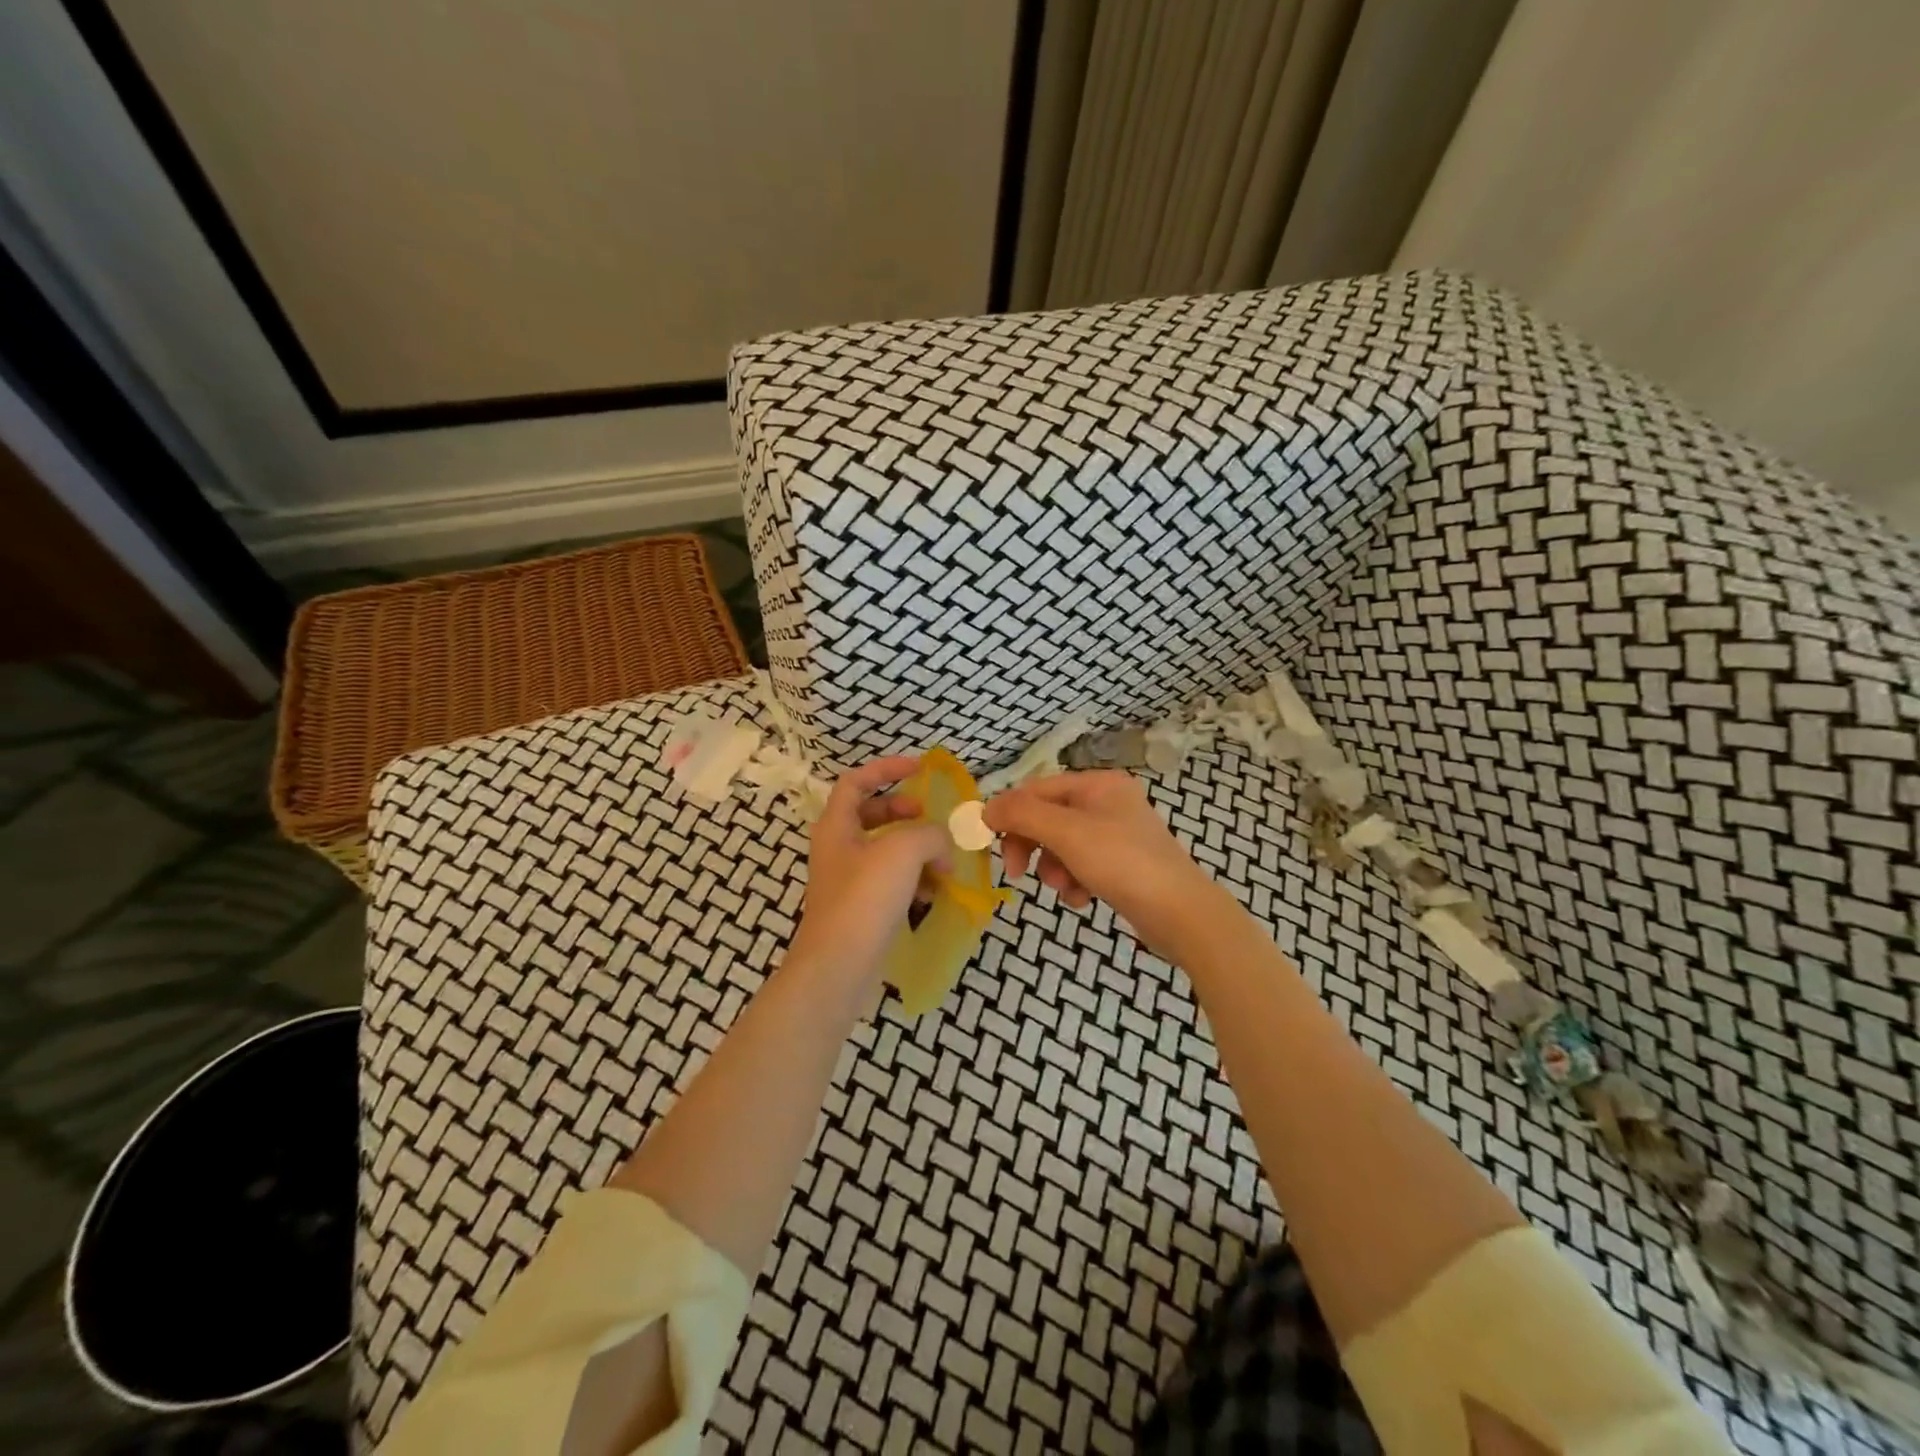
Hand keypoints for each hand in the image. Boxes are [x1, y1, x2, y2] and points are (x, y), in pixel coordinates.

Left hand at [787, 757, 950, 988]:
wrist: (839, 967)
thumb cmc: (865, 898)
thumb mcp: (903, 850)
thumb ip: (929, 833)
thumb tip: (941, 843)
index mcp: (837, 825)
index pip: (856, 781)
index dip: (887, 768)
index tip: (920, 769)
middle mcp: (838, 848)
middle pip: (872, 814)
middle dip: (906, 812)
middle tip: (931, 818)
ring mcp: (848, 880)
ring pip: (885, 850)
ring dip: (916, 849)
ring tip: (943, 860)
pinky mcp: (861, 909)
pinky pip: (891, 882)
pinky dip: (914, 880)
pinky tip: (934, 893)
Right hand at [984, 770, 1215, 954]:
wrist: (1181, 914)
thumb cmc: (1122, 863)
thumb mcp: (1066, 833)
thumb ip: (1022, 815)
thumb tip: (986, 808)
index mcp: (1099, 784)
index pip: (1038, 789)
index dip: (1011, 813)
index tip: (989, 842)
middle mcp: (1109, 802)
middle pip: (1049, 818)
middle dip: (1033, 845)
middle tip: (1017, 872)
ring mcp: (1118, 835)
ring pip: (1063, 846)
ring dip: (1054, 869)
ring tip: (1065, 889)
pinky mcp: (1124, 865)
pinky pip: (1083, 866)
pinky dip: (1075, 882)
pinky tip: (1083, 899)